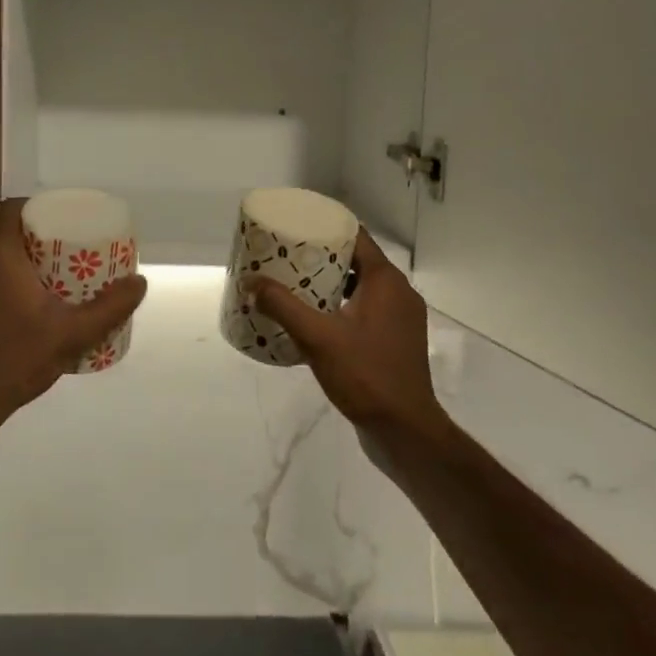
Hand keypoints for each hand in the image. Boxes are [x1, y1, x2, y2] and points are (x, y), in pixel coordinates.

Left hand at [0, 199, 147, 433]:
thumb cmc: (20, 357)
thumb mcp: (74, 333)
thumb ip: (111, 307)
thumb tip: (140, 282)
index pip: (14, 208)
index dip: (39, 205)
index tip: (64, 216)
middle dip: (23, 216)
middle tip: (54, 231)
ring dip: (5, 233)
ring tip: (40, 251)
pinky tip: (21, 276)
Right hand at [245, 230, 448, 439]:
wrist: (404, 430)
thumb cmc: (365, 375)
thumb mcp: (317, 337)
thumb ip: (283, 306)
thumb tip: (251, 282)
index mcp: (386, 281)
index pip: (356, 236)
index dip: (327, 226)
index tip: (297, 225)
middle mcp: (399, 293)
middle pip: (357, 260)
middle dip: (323, 256)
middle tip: (288, 256)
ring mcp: (401, 318)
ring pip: (362, 286)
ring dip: (331, 283)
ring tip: (295, 284)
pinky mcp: (397, 340)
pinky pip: (367, 309)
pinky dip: (343, 306)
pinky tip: (316, 319)